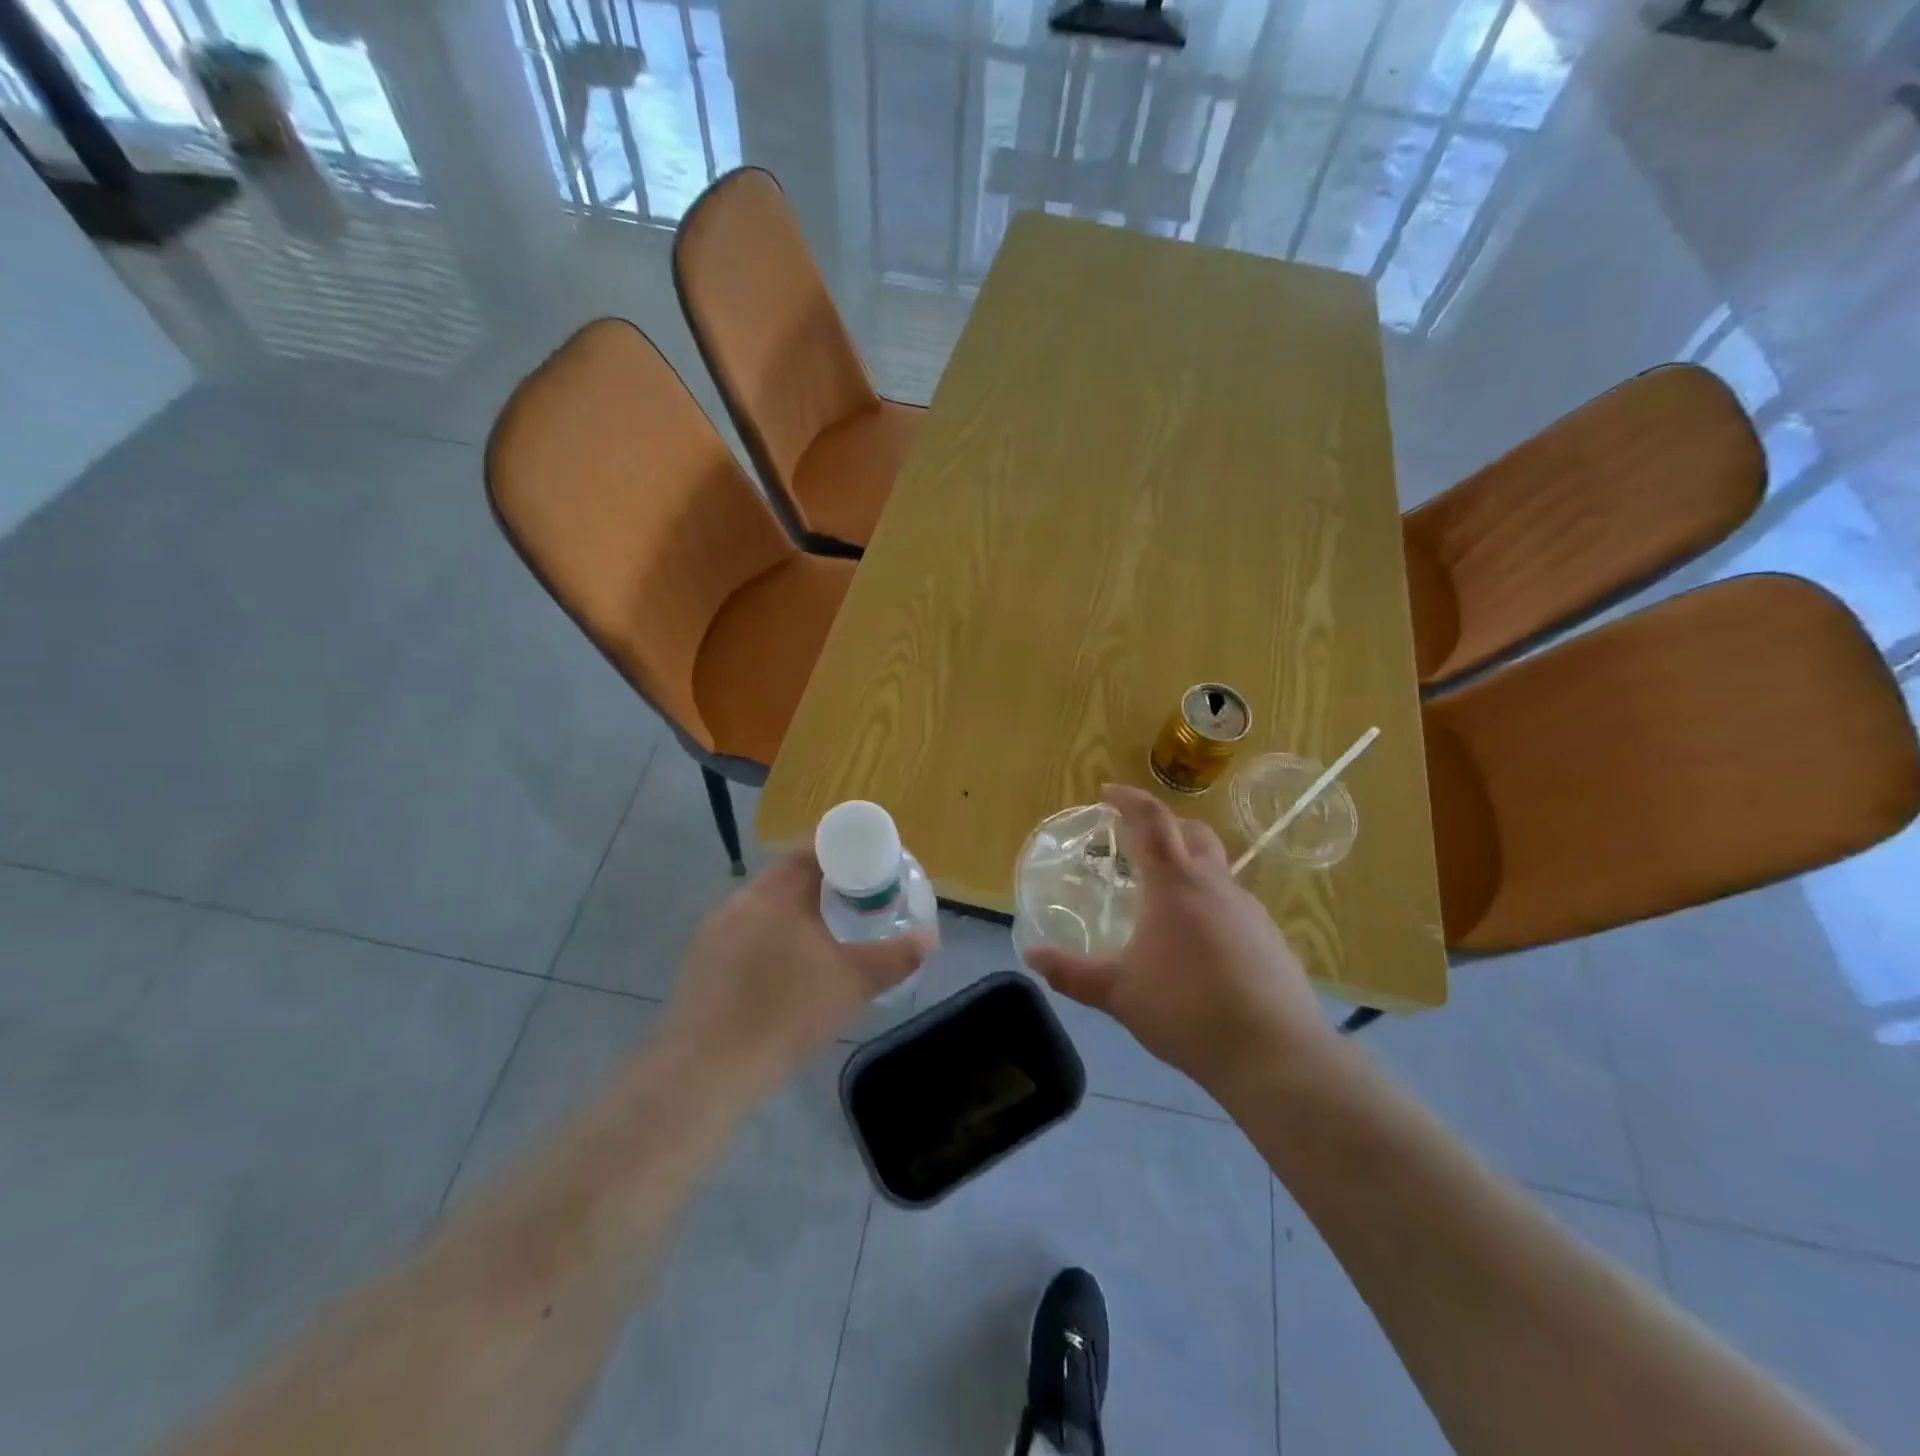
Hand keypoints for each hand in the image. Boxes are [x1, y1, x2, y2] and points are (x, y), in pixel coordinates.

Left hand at [659, 851, 930, 1099]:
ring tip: (826, 940)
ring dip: (796, 916)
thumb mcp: (851, 983)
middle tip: (857, 904)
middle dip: (824, 887)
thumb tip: (929, 939)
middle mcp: (738, 903)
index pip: (809, 850)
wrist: (704, 1073)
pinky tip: (785, 976)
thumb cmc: (784, 1013)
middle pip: (787, 879)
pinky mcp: (699, 967)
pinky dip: (771, 943)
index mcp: (773, 893)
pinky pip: (744, 939)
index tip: (870, 865)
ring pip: (764, 911)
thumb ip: (894, 958)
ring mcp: (712, 935)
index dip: (843, 851)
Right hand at [1025, 784, 1334, 1095]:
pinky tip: (1199, 944)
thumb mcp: (1118, 993)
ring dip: (1189, 867)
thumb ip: (1072, 973)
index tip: (1108, 792)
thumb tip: (1032, 957)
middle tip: (1137, 841)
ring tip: (1163, 900)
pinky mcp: (1271, 939)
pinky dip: (1210, 904)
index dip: (1128, 799)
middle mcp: (1216, 885)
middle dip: (1164, 826)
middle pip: (1193, 833)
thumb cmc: (1187, 1010)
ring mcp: (1250, 911)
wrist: (1274, 1054)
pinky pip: (1234, 905)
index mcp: (1175, 884)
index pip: (1151, 820)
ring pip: (1217, 870)